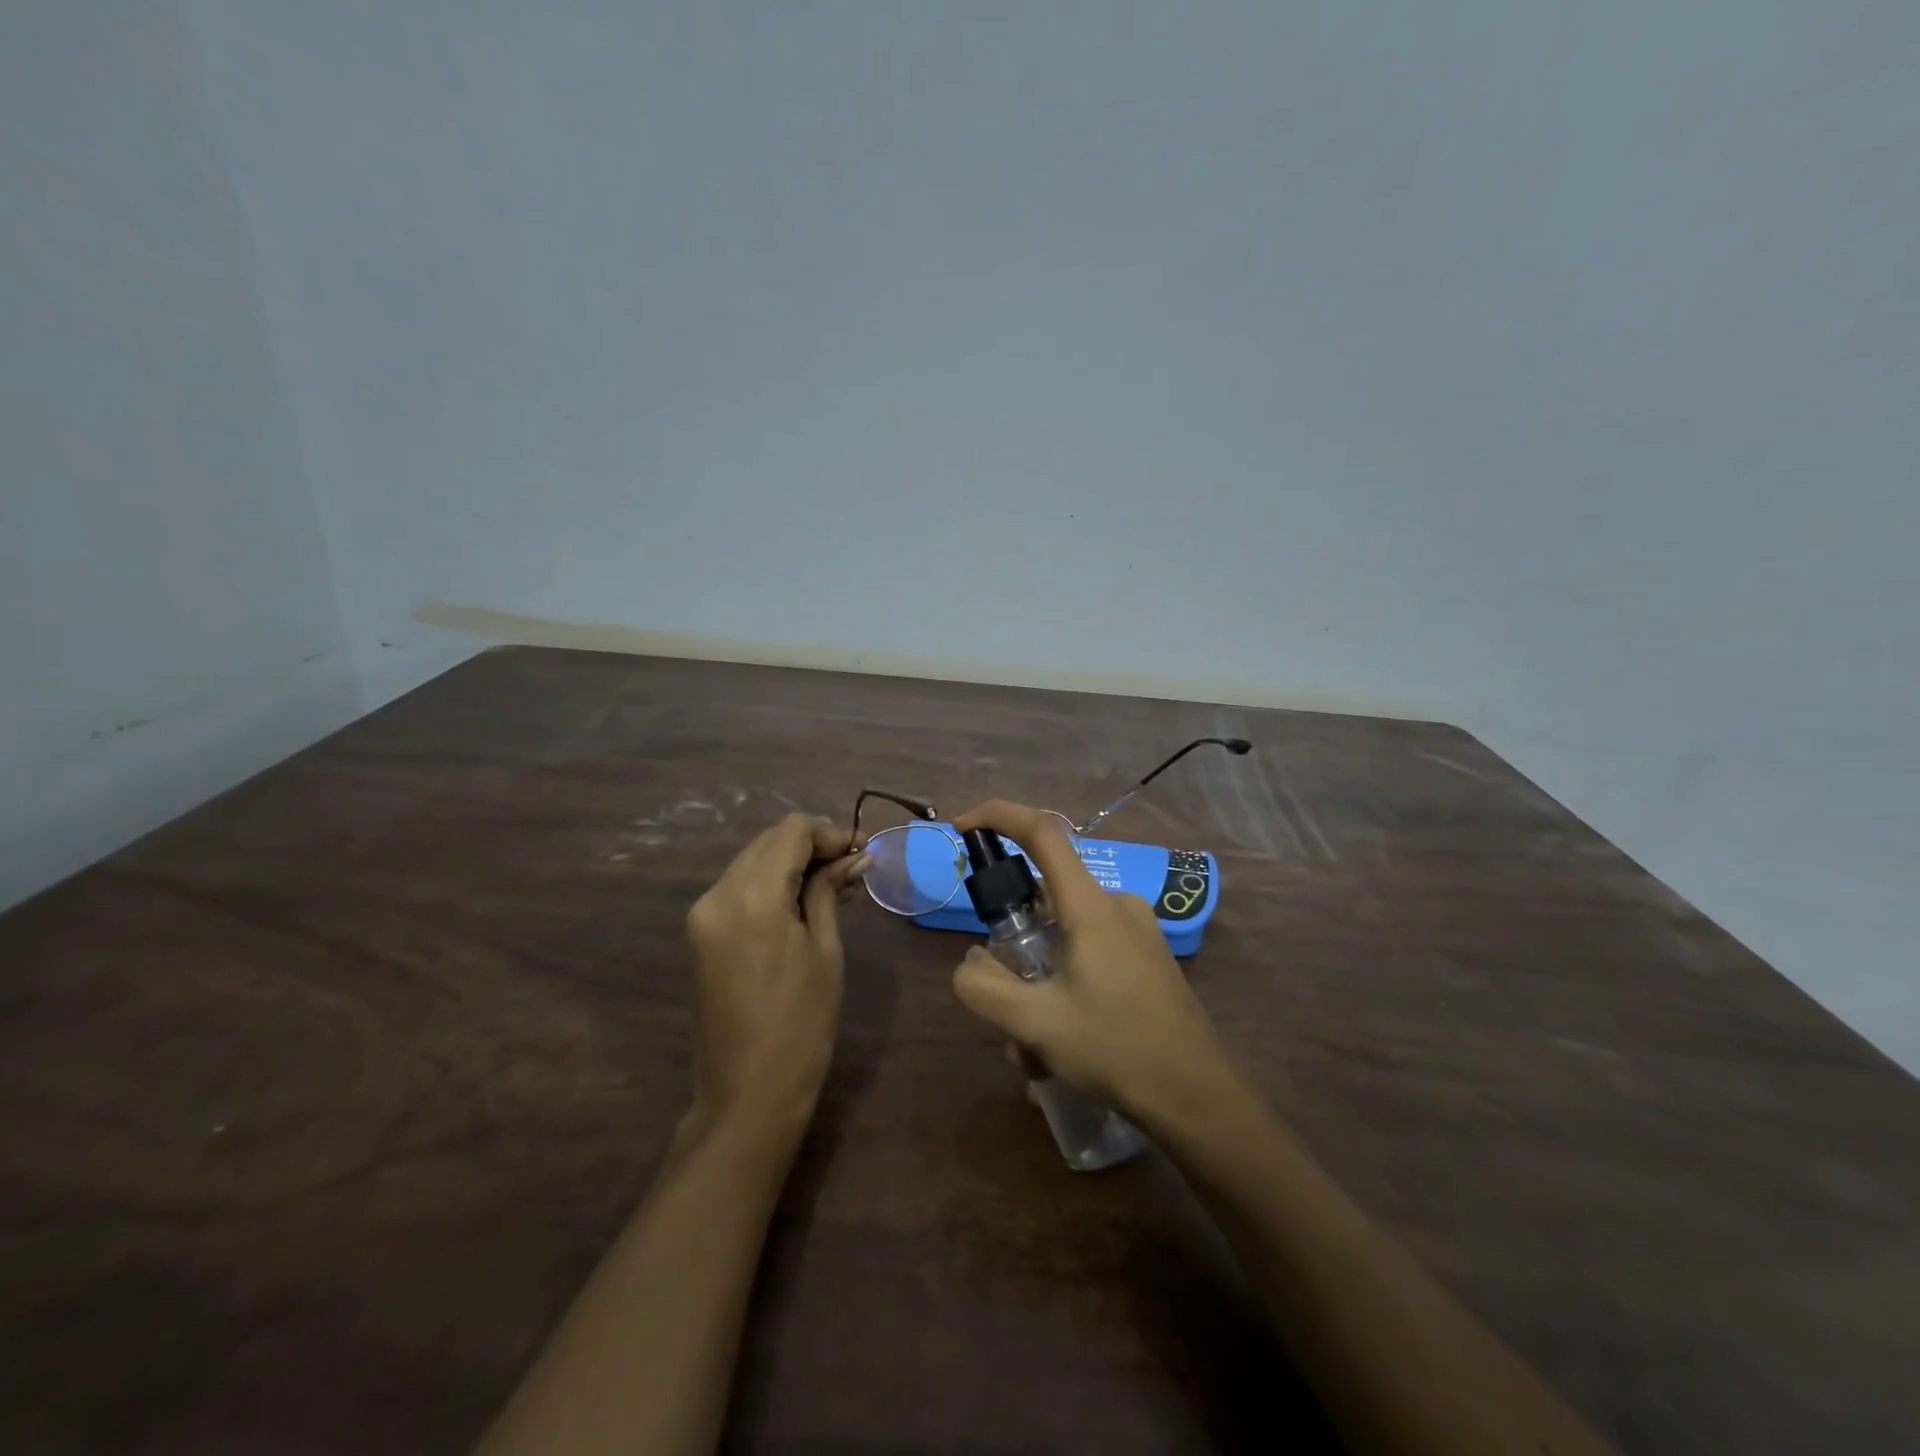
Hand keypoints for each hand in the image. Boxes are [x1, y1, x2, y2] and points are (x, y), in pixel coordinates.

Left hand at [683, 814, 869, 1134]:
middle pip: (768, 841)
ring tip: (833, 886)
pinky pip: (738, 887)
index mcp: (752, 897)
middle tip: (852, 867)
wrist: (747, 1094)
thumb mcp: (825, 951)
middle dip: (812, 845)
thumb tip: (852, 857)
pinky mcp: (699, 933)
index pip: (791, 832)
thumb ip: (828, 892)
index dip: (830, 832)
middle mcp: (717, 894)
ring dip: (791, 863)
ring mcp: (702, 914)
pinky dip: (770, 883)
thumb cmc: (801, 1024)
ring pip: (752, 861)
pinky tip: (800, 902)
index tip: (861, 851)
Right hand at [949, 801, 1232, 1122]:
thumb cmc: (1116, 1049)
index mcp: (1091, 906)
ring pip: (1064, 937)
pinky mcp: (1148, 957)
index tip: (962, 827)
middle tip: (1005, 1010)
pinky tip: (1065, 1046)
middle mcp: (1116, 905)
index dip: (997, 816)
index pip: (1042, 832)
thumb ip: (983, 987)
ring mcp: (1137, 931)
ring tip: (1036, 1050)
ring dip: (1038, 983)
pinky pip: (1089, 954)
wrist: (1198, 1097)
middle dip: (1013, 949)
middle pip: (1044, 900)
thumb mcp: (1034, 1023)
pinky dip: (1064, 987)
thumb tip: (971, 962)